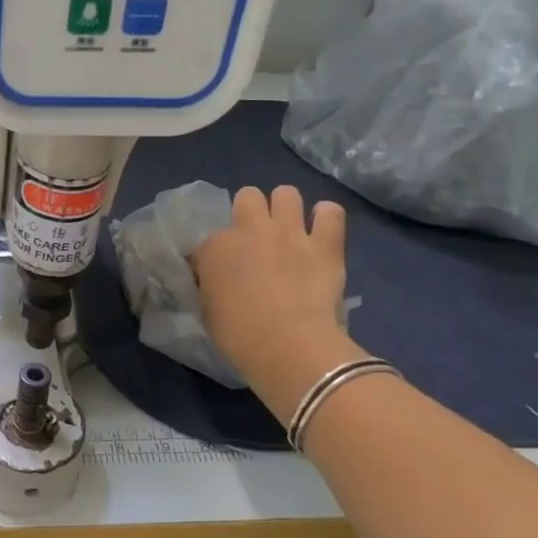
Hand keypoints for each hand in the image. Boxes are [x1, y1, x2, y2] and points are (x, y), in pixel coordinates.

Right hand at [192, 187, 358, 417]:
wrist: (288, 345)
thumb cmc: (238, 336)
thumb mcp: (207, 310)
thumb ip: (209, 286)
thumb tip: (213, 280)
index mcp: (214, 248)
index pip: (206, 241)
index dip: (213, 256)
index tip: (218, 274)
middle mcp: (250, 229)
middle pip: (248, 196)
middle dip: (250, 212)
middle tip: (255, 239)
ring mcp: (290, 232)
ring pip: (286, 193)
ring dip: (286, 208)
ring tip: (289, 230)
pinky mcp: (325, 244)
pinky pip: (331, 212)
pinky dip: (326, 218)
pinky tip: (323, 231)